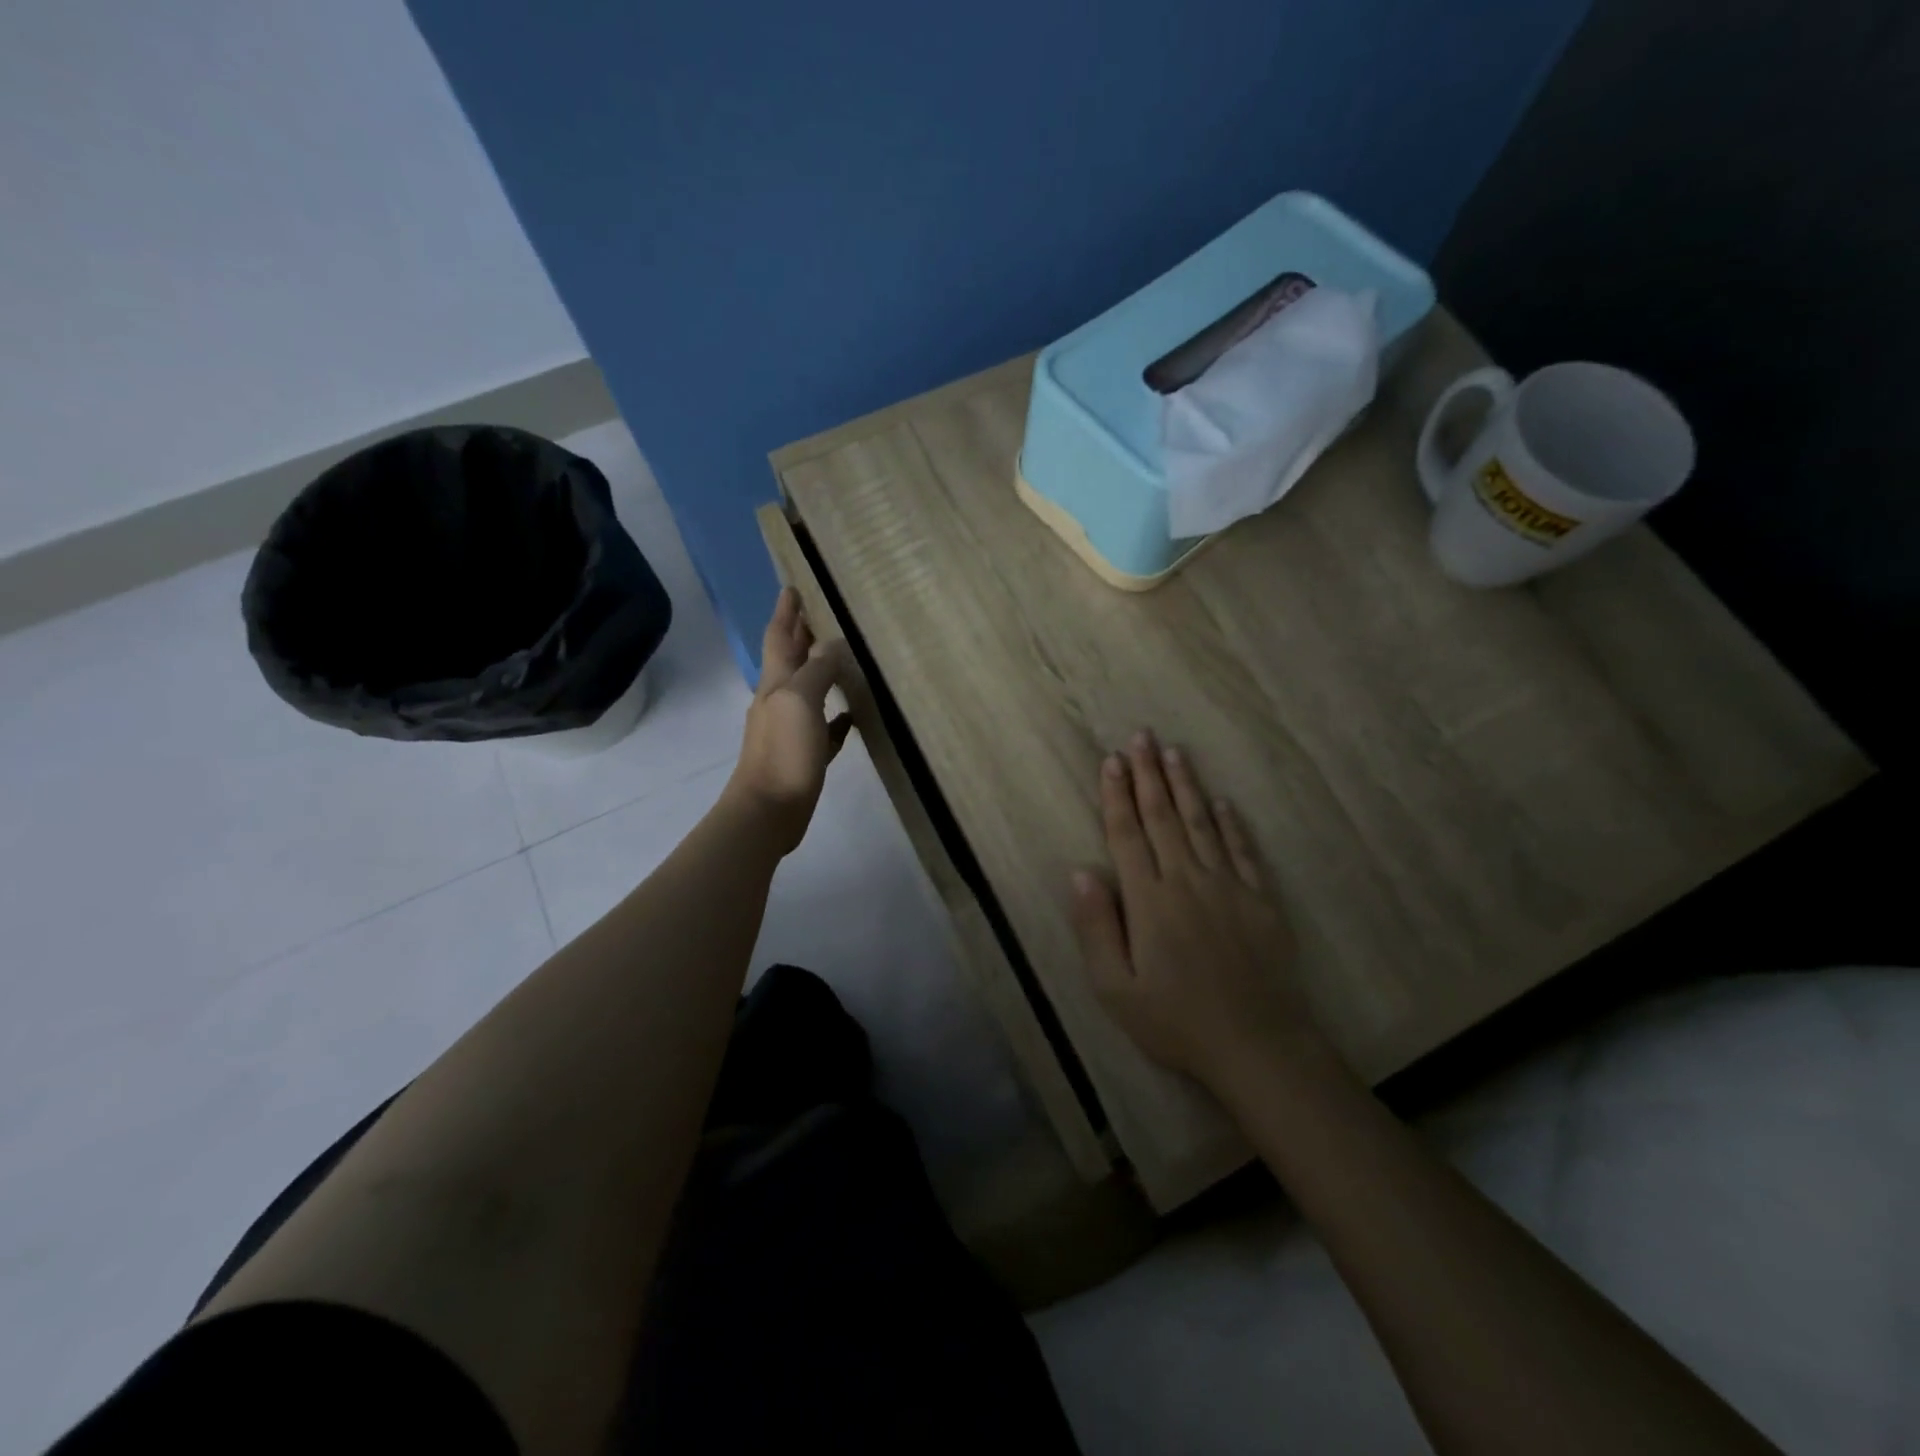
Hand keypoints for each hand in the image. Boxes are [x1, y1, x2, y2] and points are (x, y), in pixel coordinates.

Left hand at [723, 588, 851, 853]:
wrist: (768, 810)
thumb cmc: (783, 752)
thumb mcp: (800, 701)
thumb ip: (817, 670)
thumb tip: (834, 644)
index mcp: (776, 683)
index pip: (780, 637)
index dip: (786, 612)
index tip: (792, 586)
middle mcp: (779, 701)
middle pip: (791, 660)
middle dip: (800, 635)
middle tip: (818, 613)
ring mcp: (790, 729)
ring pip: (807, 691)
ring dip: (819, 671)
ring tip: (840, 656)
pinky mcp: (804, 755)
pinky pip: (823, 727)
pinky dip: (835, 716)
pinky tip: (851, 715)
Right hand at [1070, 730, 1320, 1088]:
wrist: (1258, 1046)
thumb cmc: (1176, 1022)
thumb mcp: (1116, 989)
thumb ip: (1097, 927)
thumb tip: (1080, 872)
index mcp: (1150, 901)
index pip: (1128, 834)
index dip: (1117, 796)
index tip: (1112, 761)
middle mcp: (1188, 881)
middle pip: (1163, 817)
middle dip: (1149, 774)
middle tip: (1141, 736)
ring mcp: (1229, 887)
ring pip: (1202, 824)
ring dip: (1186, 786)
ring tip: (1174, 752)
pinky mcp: (1260, 901)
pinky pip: (1243, 851)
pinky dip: (1232, 824)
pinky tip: (1223, 802)